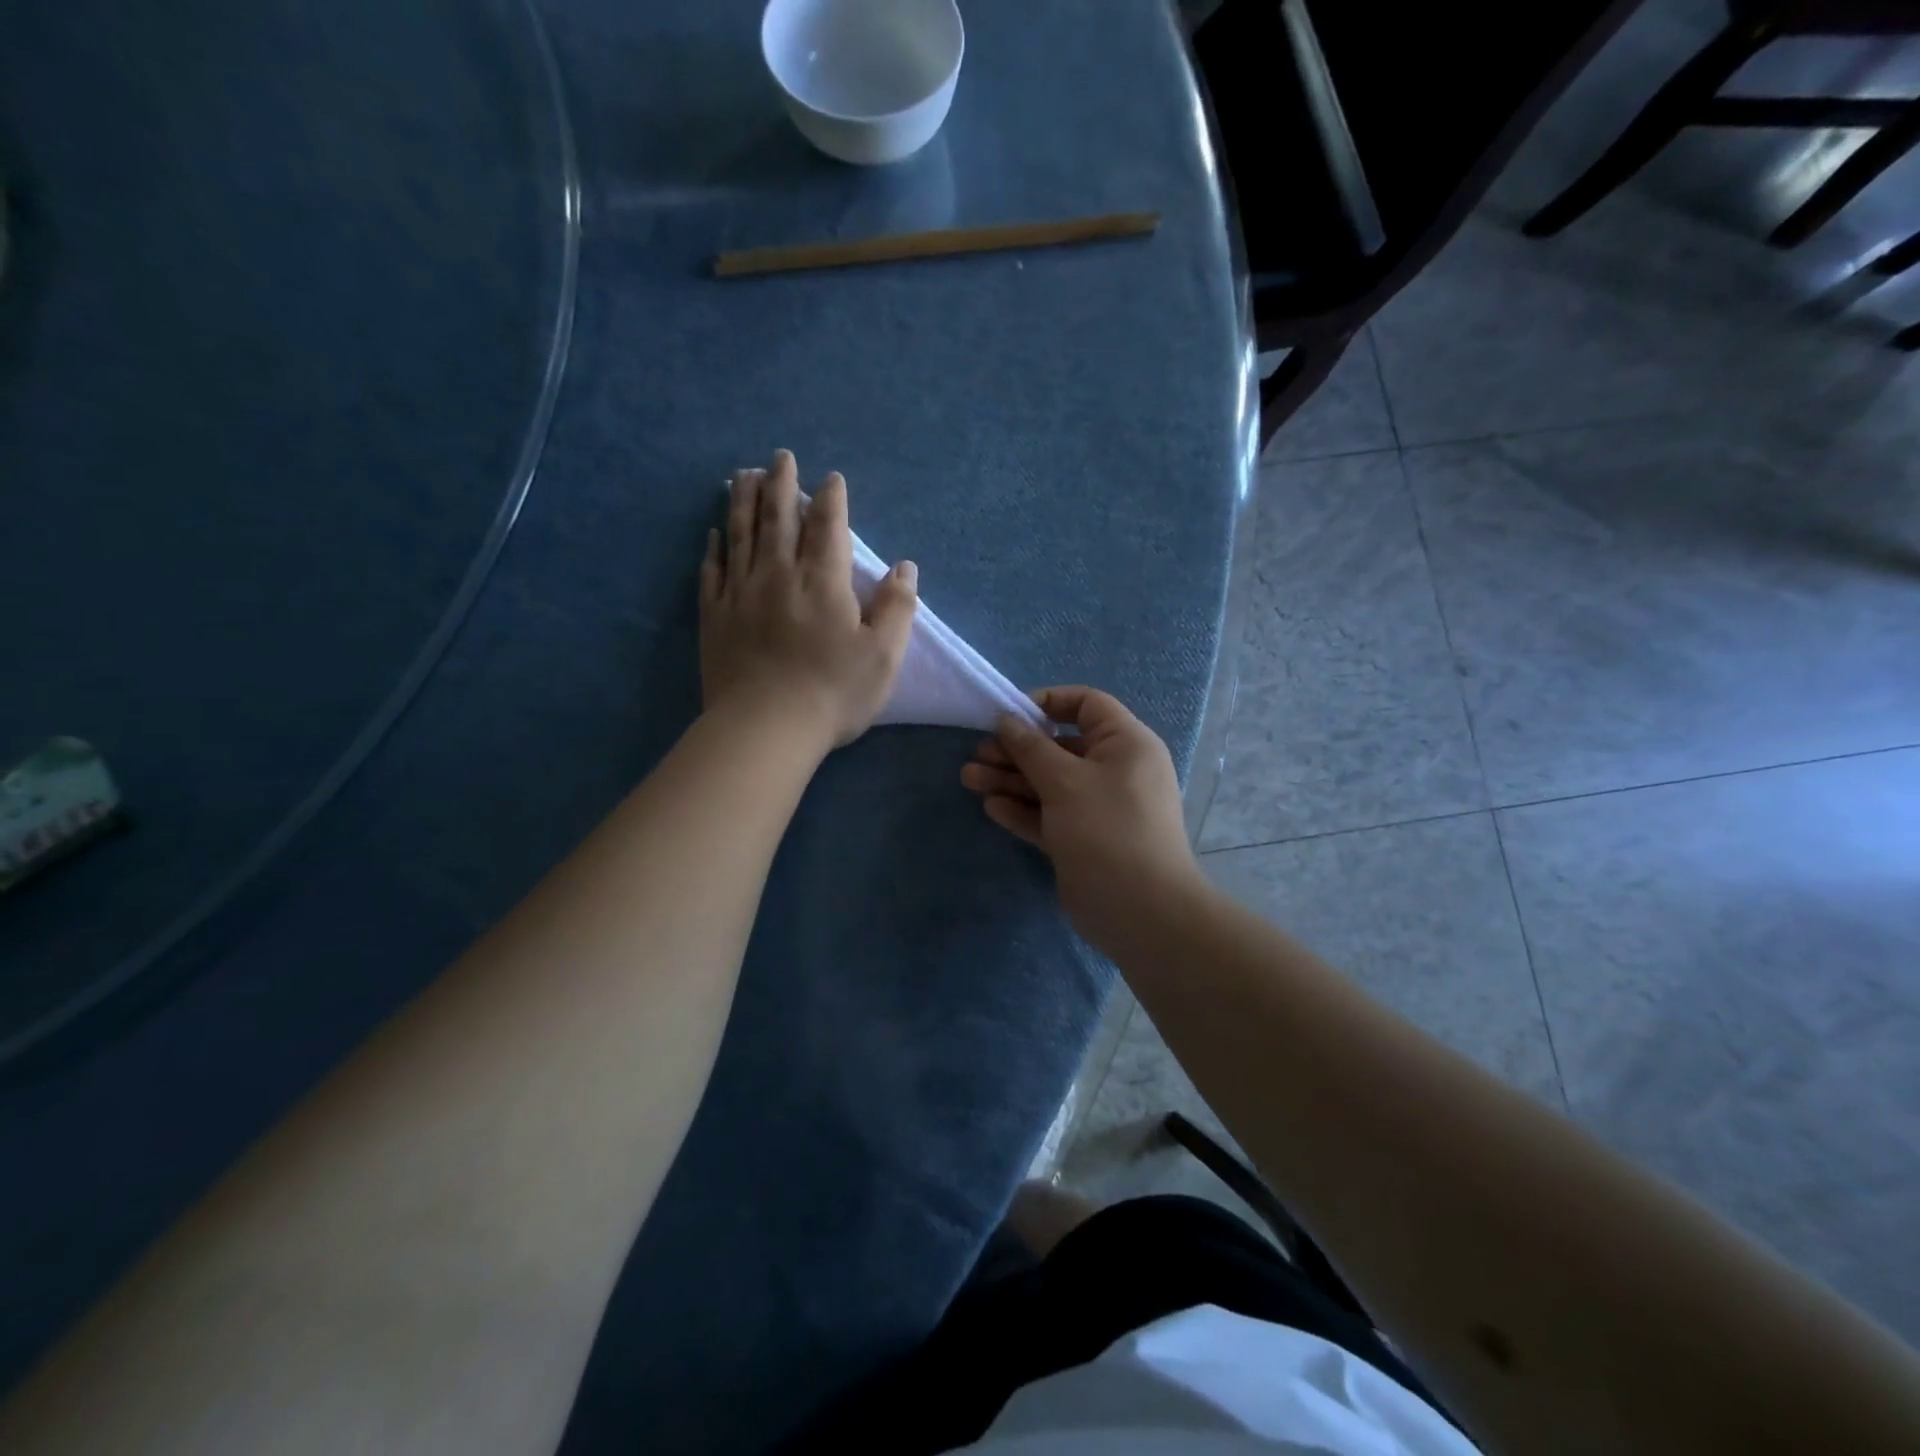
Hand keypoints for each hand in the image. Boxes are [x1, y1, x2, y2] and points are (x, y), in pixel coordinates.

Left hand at [700, 450, 917, 751]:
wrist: (766, 728)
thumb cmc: (833, 693)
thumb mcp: (884, 656)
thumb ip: (897, 607)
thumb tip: (905, 567)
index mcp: (823, 581)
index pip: (828, 527)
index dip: (831, 500)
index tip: (831, 479)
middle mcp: (778, 575)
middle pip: (778, 519)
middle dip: (781, 484)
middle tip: (780, 458)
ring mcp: (740, 594)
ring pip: (741, 535)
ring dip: (743, 501)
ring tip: (743, 475)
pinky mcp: (714, 618)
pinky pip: (712, 572)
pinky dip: (714, 548)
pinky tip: (713, 533)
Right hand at [961, 687, 1201, 945]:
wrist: (1140, 911)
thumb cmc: (1106, 829)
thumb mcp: (1065, 780)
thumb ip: (1031, 747)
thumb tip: (1006, 719)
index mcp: (1125, 744)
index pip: (1087, 705)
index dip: (1048, 703)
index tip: (1010, 715)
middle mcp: (1115, 770)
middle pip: (1060, 747)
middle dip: (1017, 749)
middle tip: (978, 754)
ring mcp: (1099, 808)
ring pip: (1050, 784)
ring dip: (1011, 780)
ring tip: (970, 779)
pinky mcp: (1083, 839)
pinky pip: (1050, 815)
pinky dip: (1023, 810)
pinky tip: (992, 807)